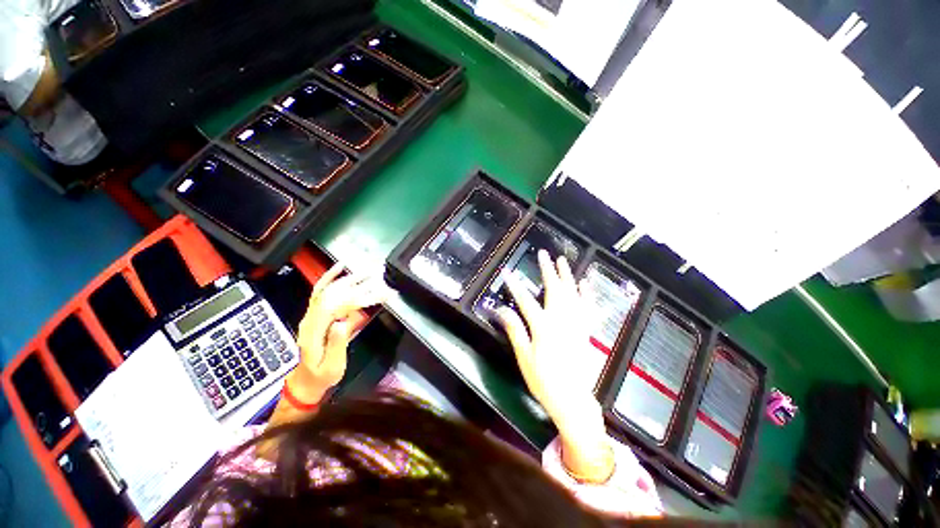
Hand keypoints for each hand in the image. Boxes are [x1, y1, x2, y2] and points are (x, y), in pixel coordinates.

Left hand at [289, 263, 388, 402]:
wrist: (303, 383)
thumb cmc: (320, 377)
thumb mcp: (331, 367)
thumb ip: (337, 344)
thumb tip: (344, 321)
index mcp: (314, 332)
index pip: (336, 306)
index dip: (358, 297)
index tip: (377, 294)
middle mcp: (310, 319)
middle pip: (333, 294)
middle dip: (357, 284)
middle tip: (377, 278)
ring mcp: (311, 315)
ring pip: (327, 289)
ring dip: (347, 278)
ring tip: (366, 271)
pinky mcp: (314, 314)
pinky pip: (320, 291)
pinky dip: (329, 277)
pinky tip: (339, 268)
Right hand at [496, 251, 613, 481]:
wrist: (573, 401)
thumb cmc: (544, 381)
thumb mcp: (524, 357)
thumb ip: (515, 330)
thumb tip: (501, 309)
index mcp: (544, 327)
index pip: (526, 300)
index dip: (515, 285)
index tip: (507, 272)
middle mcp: (562, 321)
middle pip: (554, 290)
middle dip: (547, 270)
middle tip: (544, 254)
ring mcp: (577, 325)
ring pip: (573, 294)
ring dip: (567, 276)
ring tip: (563, 261)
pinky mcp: (587, 331)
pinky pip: (589, 308)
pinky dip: (587, 294)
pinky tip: (585, 283)